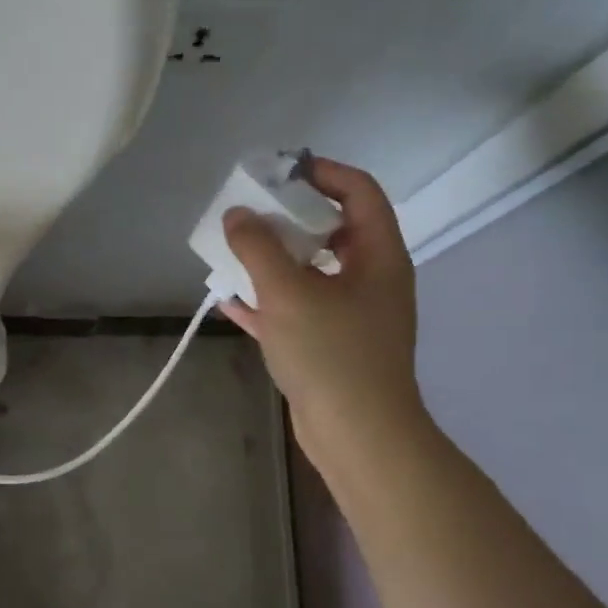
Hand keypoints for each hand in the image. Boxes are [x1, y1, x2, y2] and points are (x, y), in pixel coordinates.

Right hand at [220, 158, 429, 469]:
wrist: (357, 436)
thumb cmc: (332, 355)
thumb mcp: (288, 293)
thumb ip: (258, 248)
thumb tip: (237, 215)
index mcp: (377, 256)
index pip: (359, 191)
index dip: (323, 172)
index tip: (279, 171)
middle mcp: (370, 279)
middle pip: (331, 230)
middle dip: (288, 218)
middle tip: (248, 212)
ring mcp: (351, 314)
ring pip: (310, 271)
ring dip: (273, 260)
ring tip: (232, 251)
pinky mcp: (330, 345)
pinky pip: (297, 308)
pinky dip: (268, 300)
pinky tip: (230, 301)